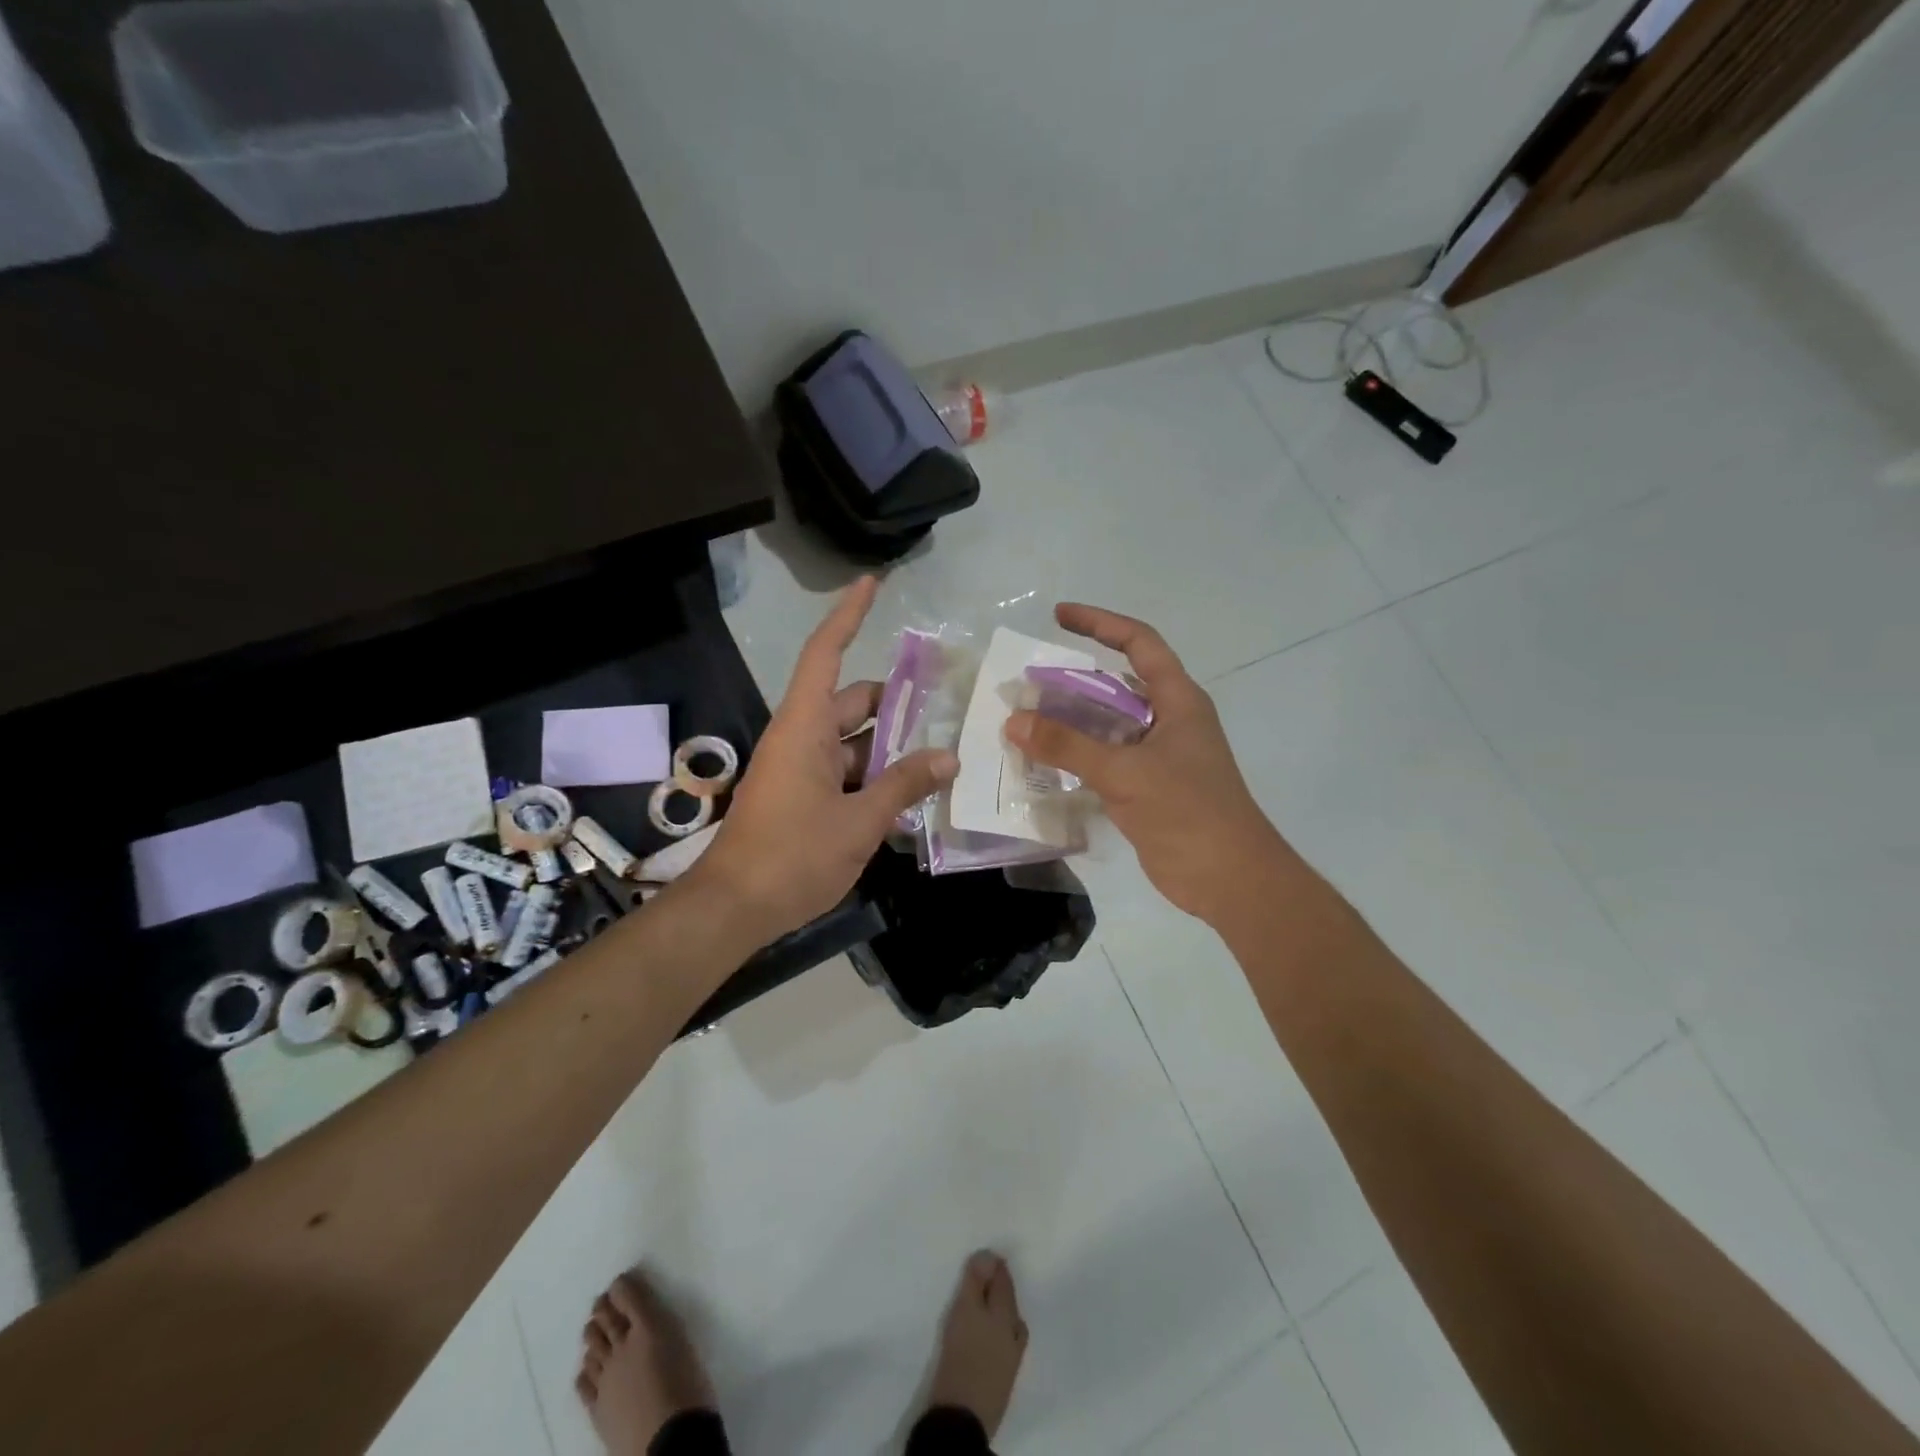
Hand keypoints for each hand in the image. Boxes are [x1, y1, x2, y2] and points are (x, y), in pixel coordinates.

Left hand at [690, 577, 957, 942]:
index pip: (826, 654)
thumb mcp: (859, 821)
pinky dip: (875, 775)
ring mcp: (799, 770)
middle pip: (852, 701)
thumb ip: (904, 785)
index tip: (871, 583)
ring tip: (941, 753)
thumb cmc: (793, 855)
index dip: (849, 615)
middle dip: (896, 701)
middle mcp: (800, 738)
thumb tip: (948, 757)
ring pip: (852, 741)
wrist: (735, 908)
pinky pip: (844, 771)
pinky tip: (911, 792)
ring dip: (890, 745)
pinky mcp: (802, 798)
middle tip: (946, 704)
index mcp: (804, 727)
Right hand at [1006, 604, 1286, 925]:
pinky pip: (1105, 760)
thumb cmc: (1188, 813)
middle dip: (1072, 680)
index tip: (1058, 615)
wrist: (1230, 880)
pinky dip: (1076, 757)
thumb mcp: (1125, 773)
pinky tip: (1043, 763)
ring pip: (1108, 726)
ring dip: (1070, 722)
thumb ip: (1068, 745)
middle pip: (1116, 685)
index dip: (1100, 623)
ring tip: (1024, 721)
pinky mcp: (1147, 789)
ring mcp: (1158, 757)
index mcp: (1178, 701)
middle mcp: (1169, 721)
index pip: (1139, 643)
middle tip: (1027, 683)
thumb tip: (1013, 720)